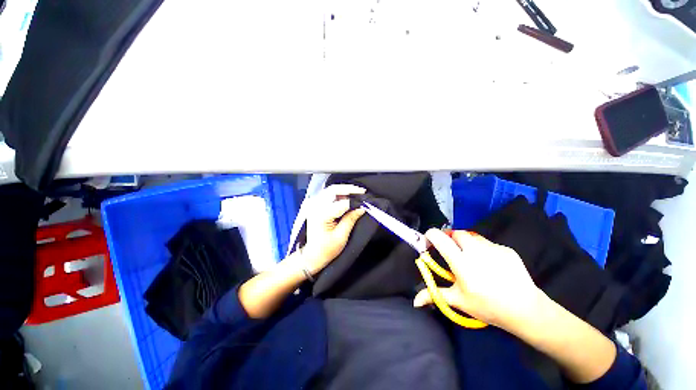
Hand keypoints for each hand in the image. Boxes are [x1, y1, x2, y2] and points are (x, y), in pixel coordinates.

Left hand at [300, 184, 366, 275]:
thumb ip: (351, 219)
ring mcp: (314, 205)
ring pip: (330, 190)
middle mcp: (315, 207)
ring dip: (344, 190)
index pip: (341, 202)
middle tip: (362, 192)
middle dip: (349, 189)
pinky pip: (328, 194)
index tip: (366, 201)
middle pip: (333, 190)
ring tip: (357, 193)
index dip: (355, 200)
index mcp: (321, 215)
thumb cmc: (326, 250)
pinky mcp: (315, 206)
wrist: (312, 255)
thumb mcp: (341, 236)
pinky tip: (347, 197)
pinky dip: (339, 193)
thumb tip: (362, 207)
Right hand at [413, 229, 542, 330]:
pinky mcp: (506, 249)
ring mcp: (493, 248)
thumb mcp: (459, 301)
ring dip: (466, 244)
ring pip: (472, 237)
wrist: (527, 310)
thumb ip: (435, 295)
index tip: (429, 243)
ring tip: (472, 260)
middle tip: (453, 254)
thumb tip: (415, 301)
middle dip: (450, 239)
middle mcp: (475, 250)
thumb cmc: (488, 306)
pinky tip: (490, 265)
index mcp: (461, 263)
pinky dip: (482, 249)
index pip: (439, 237)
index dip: (430, 236)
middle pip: (455, 233)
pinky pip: (487, 243)